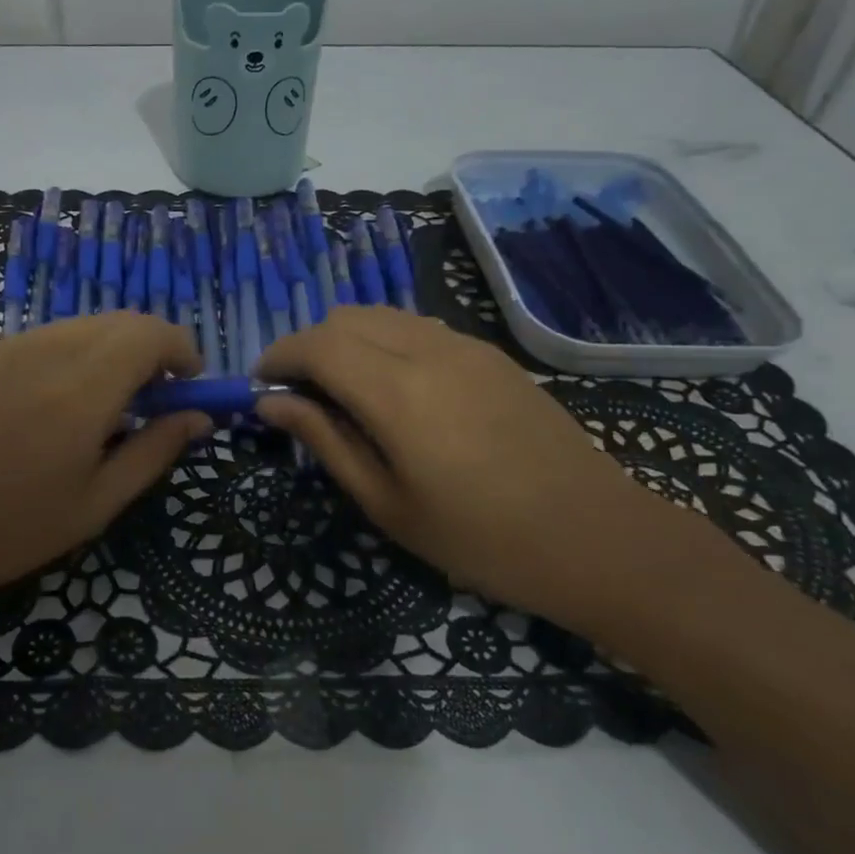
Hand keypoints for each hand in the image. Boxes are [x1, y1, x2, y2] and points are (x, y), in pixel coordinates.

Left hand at [0, 314, 207, 624]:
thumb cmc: (1, 532)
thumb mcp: (92, 505)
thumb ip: (153, 452)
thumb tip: (198, 417)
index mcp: (82, 387)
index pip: (150, 332)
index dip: (180, 350)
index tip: (186, 386)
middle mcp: (42, 350)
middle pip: (114, 323)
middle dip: (144, 352)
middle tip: (145, 405)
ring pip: (70, 331)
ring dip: (100, 357)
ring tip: (88, 415)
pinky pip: (27, 346)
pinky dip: (55, 364)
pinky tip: (30, 416)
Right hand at [255, 306, 677, 622]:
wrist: (595, 537)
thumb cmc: (478, 538)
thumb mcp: (385, 502)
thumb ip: (324, 441)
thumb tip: (270, 403)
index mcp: (396, 392)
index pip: (316, 344)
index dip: (278, 356)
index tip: (259, 385)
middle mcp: (428, 349)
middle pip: (345, 318)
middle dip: (308, 347)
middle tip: (299, 396)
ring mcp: (465, 345)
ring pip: (382, 315)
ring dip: (346, 341)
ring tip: (342, 393)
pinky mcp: (490, 354)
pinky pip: (417, 328)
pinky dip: (384, 342)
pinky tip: (394, 391)